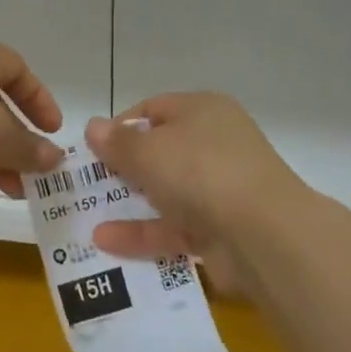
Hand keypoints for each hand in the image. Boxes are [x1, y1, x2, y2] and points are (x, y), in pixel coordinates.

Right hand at [83, 93, 304, 289]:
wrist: (264, 235)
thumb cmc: (201, 171)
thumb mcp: (148, 150)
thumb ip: (117, 142)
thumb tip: (94, 126)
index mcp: (202, 111)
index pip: (154, 109)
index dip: (121, 126)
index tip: (94, 149)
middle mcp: (214, 144)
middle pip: (161, 151)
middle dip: (124, 167)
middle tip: (87, 183)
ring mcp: (220, 189)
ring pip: (167, 192)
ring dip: (129, 203)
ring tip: (87, 215)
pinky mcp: (220, 231)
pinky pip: (174, 228)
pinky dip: (143, 233)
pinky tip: (105, 242)